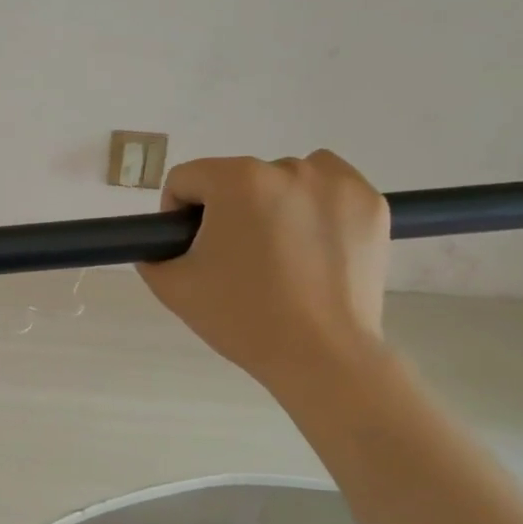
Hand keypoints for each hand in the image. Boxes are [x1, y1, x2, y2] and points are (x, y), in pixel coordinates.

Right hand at [136, 153, 389, 404]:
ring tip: (277, 254)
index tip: (189, 248)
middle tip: (234, 261)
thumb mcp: (173, 288)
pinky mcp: (371, 204)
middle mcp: (288, 168)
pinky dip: (315, 207)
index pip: (186, 178)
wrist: (321, 355)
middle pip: (237, 179)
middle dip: (228, 212)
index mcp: (237, 182)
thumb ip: (151, 254)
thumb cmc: (241, 318)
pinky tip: (311, 247)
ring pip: (285, 179)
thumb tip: (160, 243)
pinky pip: (329, 188)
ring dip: (272, 204)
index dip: (177, 213)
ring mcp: (337, 183)